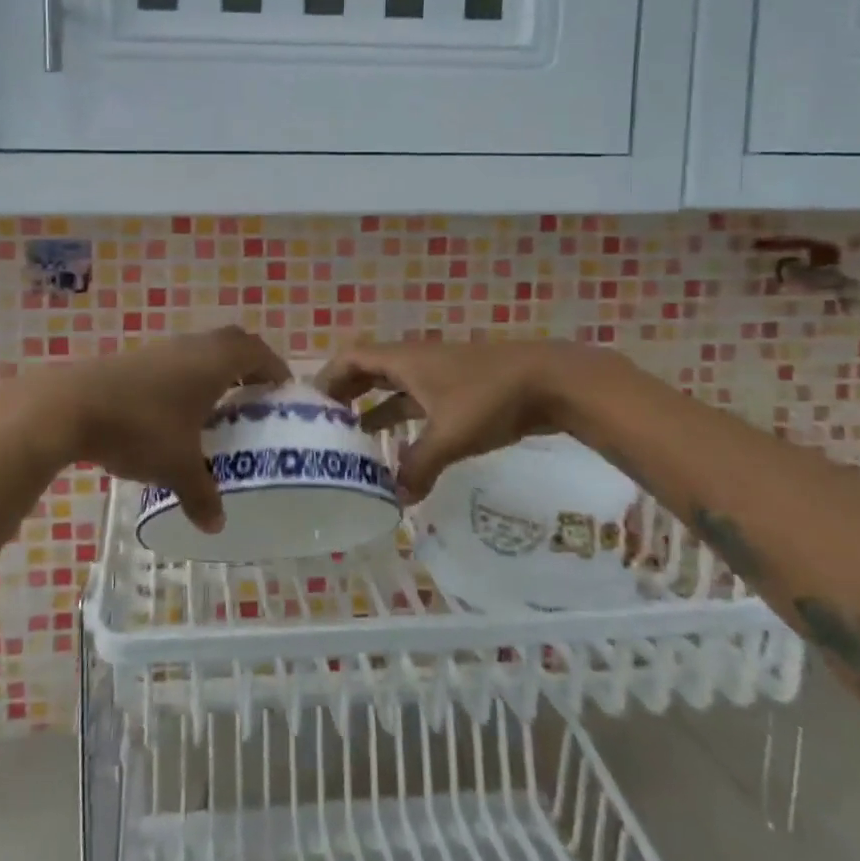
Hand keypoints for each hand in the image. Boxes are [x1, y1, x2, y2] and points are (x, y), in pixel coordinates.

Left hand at [0, 327, 289, 532]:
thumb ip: (202, 494)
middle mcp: (192, 346)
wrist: (70, 405)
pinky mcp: (134, 360)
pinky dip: (186, 379)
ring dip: (214, 372)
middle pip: (231, 344)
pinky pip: (174, 362)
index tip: (283, 391)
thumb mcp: (176, 467)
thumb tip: (217, 525)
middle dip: (247, 366)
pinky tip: (176, 412)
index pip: (258, 352)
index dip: (275, 369)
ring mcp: (160, 349)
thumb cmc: (140, 427)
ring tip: (217, 407)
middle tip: (255, 397)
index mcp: (215, 361)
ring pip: (200, 351)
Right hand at [319, 340, 605, 502]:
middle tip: (325, 426)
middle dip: (345, 395)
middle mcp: (415, 362)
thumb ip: (418, 467)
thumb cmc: (490, 398)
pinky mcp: (458, 392)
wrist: (550, 381)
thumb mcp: (450, 436)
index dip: (327, 378)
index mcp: (404, 360)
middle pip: (368, 371)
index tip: (309, 406)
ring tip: (353, 441)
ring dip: (373, 410)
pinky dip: (403, 422)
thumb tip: (395, 501)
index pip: (351, 359)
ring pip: (393, 389)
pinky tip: (401, 451)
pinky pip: (417, 403)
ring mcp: (438, 376)